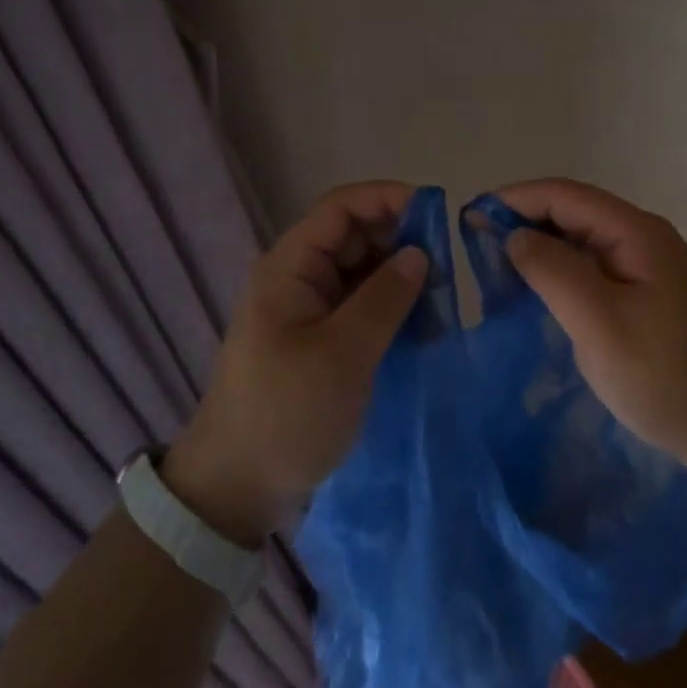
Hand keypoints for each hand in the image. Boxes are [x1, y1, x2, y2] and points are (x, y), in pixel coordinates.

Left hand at [164, 182, 425, 545]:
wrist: (237, 488)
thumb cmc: (286, 412)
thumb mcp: (342, 354)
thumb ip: (384, 298)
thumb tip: (420, 253)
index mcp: (291, 266)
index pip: (342, 208)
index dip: (388, 199)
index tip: (438, 213)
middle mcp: (299, 277)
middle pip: (355, 236)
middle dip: (401, 241)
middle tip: (449, 266)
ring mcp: (309, 309)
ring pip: (363, 272)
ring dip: (400, 278)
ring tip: (443, 298)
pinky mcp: (320, 339)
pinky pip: (361, 306)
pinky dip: (391, 308)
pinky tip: (424, 326)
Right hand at [497, 178, 686, 479]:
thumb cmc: (671, 378)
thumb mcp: (601, 323)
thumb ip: (553, 271)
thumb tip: (513, 235)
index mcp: (634, 232)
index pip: (561, 194)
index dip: (512, 200)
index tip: (467, 222)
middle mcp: (642, 238)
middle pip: (570, 213)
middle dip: (521, 223)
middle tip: (474, 253)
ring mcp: (648, 268)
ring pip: (580, 243)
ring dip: (538, 250)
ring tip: (495, 274)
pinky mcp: (649, 298)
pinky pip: (593, 271)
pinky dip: (559, 275)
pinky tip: (538, 299)